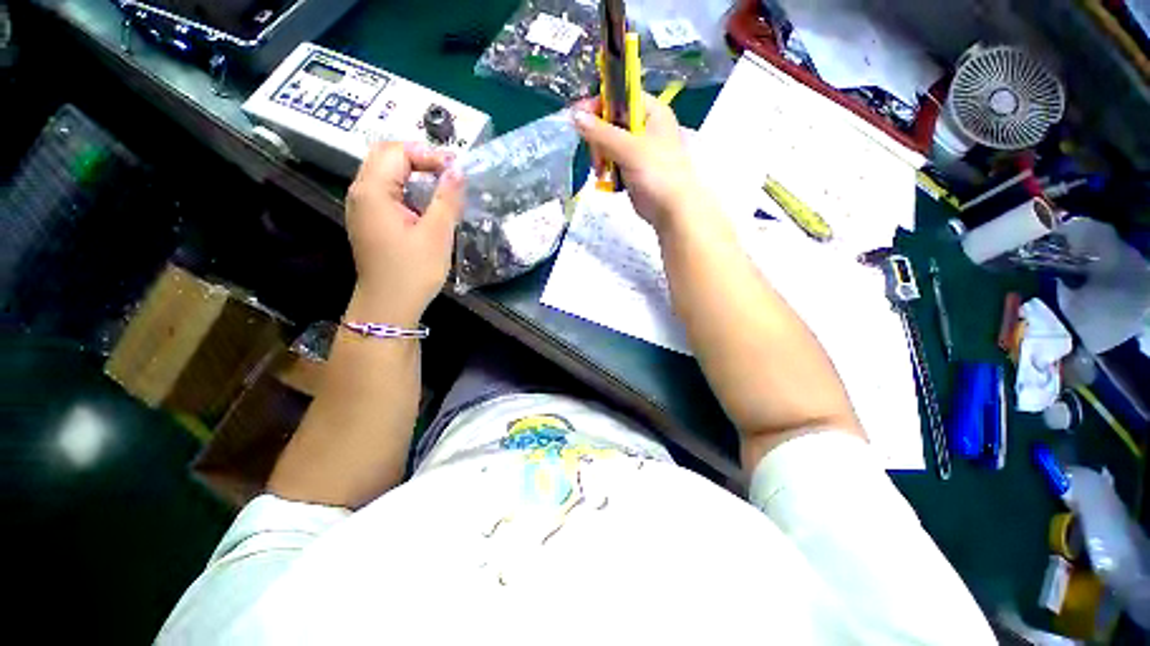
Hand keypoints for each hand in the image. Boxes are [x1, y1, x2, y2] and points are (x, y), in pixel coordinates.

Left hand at [344, 142, 463, 325]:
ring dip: (414, 172)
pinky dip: (408, 188)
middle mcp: (360, 193)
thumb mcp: (437, 234)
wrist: (389, 305)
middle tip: (449, 173)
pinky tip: (427, 202)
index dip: (428, 154)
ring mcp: (362, 207)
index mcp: (372, 191)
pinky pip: (386, 191)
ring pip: (385, 172)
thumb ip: (447, 198)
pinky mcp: (370, 220)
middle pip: (386, 156)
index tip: (456, 170)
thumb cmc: (413, 271)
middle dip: (420, 158)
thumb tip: (458, 171)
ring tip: (443, 185)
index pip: (397, 151)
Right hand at [572, 95, 707, 231]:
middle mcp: (644, 126)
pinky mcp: (632, 167)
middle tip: (596, 156)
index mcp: (651, 112)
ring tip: (600, 171)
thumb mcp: (629, 149)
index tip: (579, 118)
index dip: (599, 104)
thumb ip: (601, 133)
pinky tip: (604, 178)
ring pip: (608, 142)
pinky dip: (605, 167)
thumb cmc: (657, 174)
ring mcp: (638, 148)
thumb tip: (574, 116)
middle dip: (598, 138)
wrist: (671, 210)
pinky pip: (612, 159)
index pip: (620, 96)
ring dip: (600, 155)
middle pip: (611, 120)